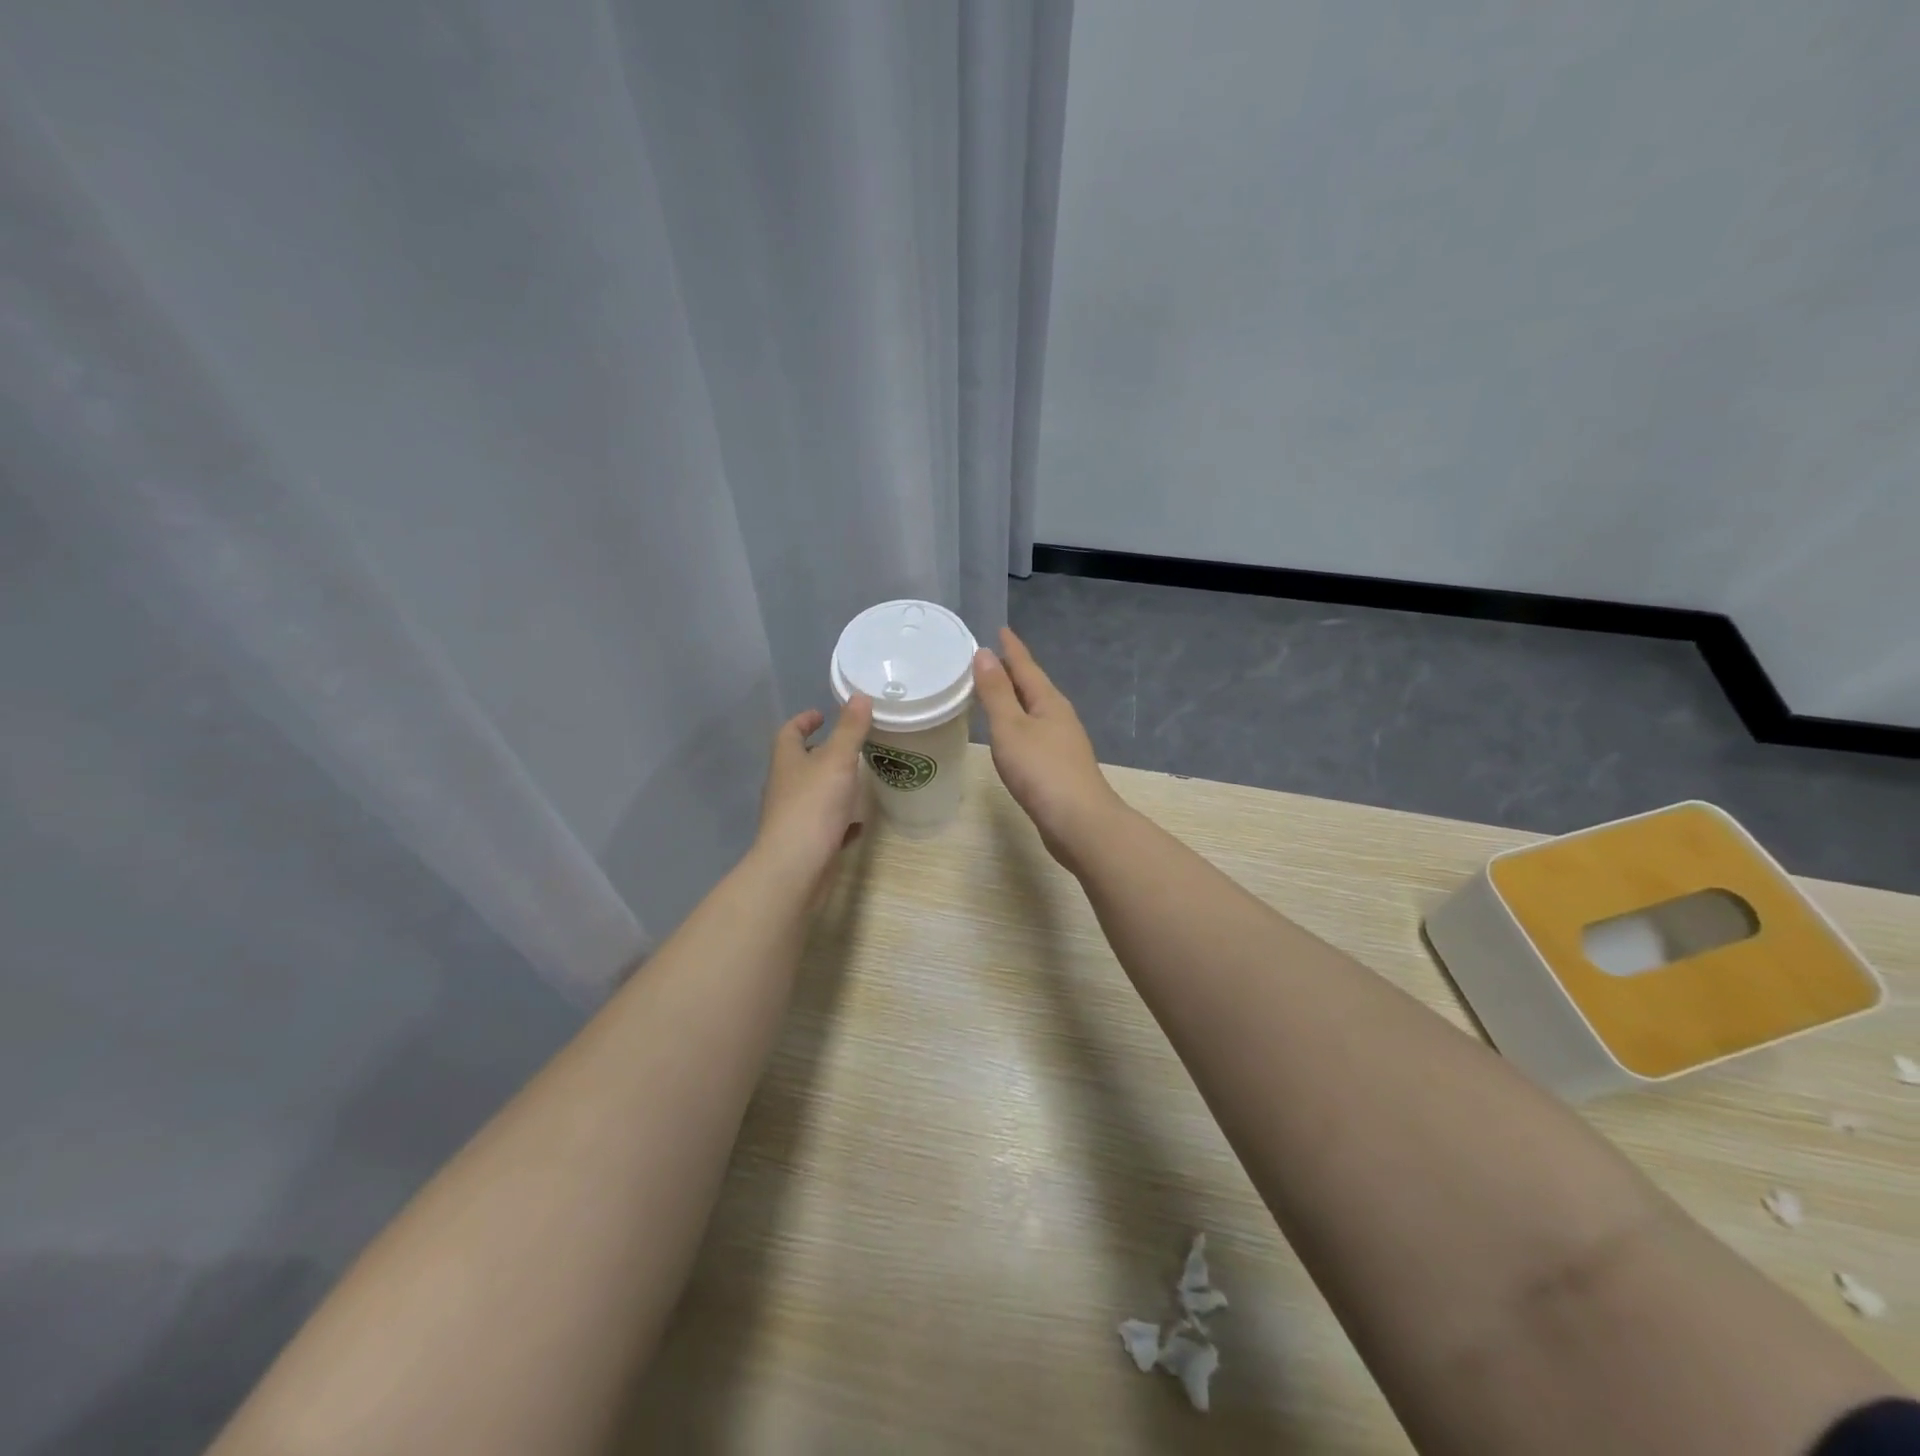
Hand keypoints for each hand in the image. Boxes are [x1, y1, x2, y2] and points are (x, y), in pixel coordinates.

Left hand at [755, 694, 872, 885]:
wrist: (795, 867)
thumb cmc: (814, 806)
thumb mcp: (838, 760)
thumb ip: (850, 729)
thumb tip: (860, 695)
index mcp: (787, 761)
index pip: (789, 732)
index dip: (804, 720)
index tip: (821, 714)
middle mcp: (784, 786)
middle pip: (798, 762)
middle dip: (819, 752)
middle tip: (846, 745)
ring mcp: (792, 816)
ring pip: (811, 793)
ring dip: (829, 785)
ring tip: (856, 779)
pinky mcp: (804, 842)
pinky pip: (823, 825)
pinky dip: (839, 820)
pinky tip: (857, 824)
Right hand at [972, 628, 1126, 867]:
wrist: (1079, 822)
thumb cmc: (1041, 770)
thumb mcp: (1010, 727)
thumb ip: (996, 692)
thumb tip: (986, 654)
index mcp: (1049, 702)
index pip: (1026, 666)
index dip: (1012, 649)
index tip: (1001, 629)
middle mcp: (1059, 717)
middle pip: (1034, 687)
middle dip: (1014, 672)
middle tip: (991, 658)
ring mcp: (1063, 743)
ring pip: (1035, 711)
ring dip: (1017, 699)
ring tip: (996, 693)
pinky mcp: (1060, 767)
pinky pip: (1035, 733)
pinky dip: (1019, 725)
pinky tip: (1012, 736)